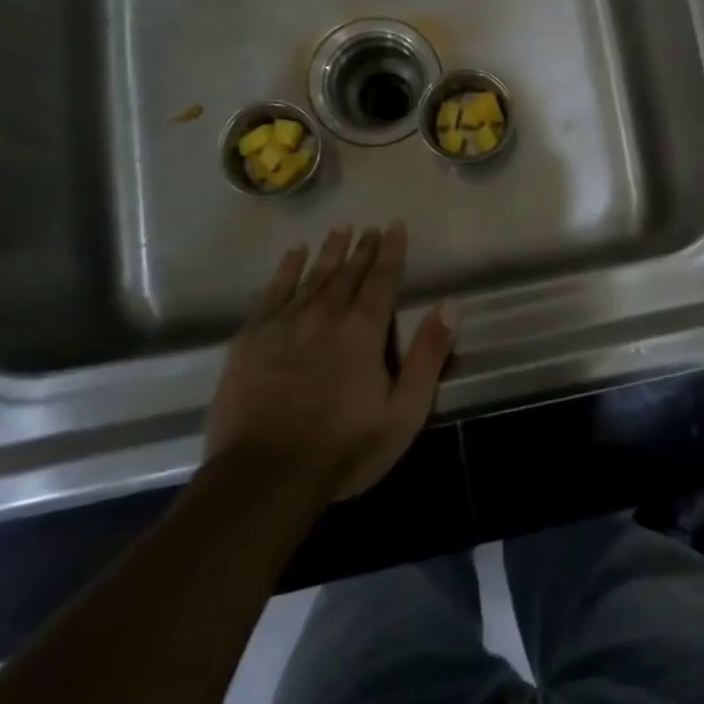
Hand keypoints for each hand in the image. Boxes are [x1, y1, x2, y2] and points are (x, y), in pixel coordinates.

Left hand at [203, 223, 455, 501]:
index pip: (383, 279)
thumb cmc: (344, 449)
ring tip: (340, 229)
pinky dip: (286, 268)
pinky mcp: (251, 337)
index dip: (392, 251)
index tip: (396, 226)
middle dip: (363, 248)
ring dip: (329, 251)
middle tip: (371, 227)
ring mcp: (285, 322)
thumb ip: (429, 355)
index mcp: (364, 329)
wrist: (264, 476)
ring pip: (313, 275)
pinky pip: (273, 291)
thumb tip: (452, 305)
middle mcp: (326, 313)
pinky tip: (294, 253)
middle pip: (349, 272)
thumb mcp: (404, 412)